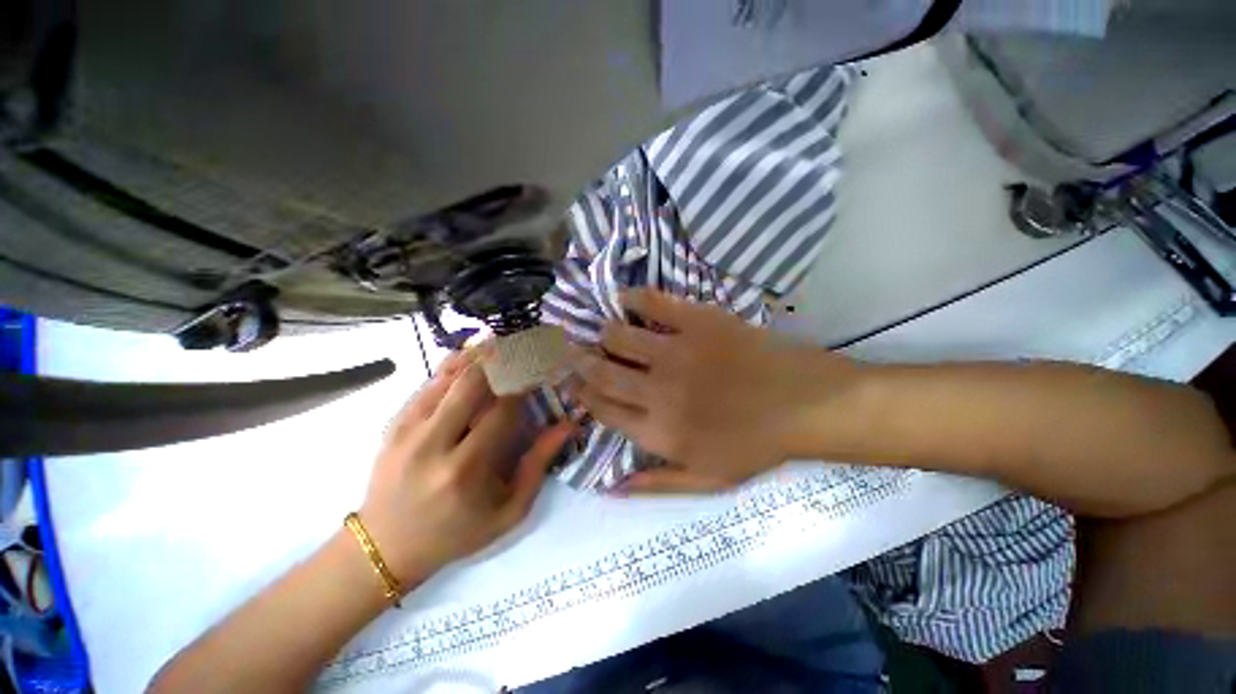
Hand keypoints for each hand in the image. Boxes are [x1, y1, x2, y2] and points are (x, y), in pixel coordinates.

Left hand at [359, 351, 574, 584]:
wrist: (387, 547)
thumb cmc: (457, 533)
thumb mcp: (509, 510)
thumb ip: (539, 464)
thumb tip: (568, 425)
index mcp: (467, 470)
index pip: (503, 409)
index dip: (526, 382)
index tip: (542, 367)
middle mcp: (434, 444)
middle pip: (473, 383)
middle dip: (503, 358)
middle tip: (524, 344)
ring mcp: (408, 431)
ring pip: (447, 377)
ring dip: (478, 355)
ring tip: (501, 341)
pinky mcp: (393, 425)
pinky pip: (427, 384)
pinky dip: (451, 365)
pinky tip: (470, 355)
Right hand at [571, 290, 858, 493]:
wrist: (807, 404)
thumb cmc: (758, 445)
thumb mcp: (708, 481)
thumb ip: (656, 485)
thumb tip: (609, 487)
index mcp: (658, 432)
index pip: (602, 409)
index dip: (581, 395)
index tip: (570, 382)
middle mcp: (657, 391)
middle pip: (600, 372)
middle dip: (576, 360)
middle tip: (566, 349)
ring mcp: (676, 352)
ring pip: (617, 336)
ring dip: (602, 332)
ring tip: (600, 330)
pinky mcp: (697, 321)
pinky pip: (652, 303)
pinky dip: (631, 298)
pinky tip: (623, 297)